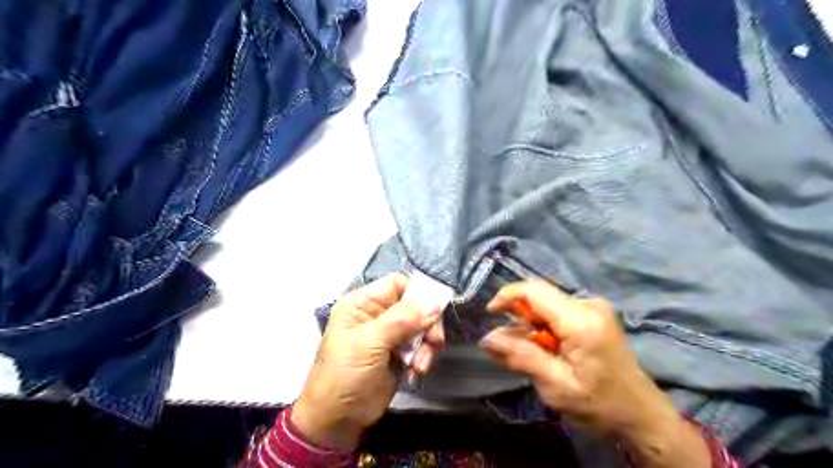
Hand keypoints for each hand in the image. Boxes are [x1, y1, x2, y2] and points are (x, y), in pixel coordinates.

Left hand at [293, 274, 444, 449]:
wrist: (336, 420)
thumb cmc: (344, 374)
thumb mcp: (370, 342)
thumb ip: (402, 319)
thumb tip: (435, 302)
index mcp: (363, 303)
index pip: (397, 284)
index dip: (417, 293)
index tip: (434, 310)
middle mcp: (377, 314)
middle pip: (414, 306)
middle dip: (426, 324)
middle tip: (435, 341)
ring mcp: (389, 335)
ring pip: (421, 327)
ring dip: (426, 345)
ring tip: (420, 365)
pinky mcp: (398, 354)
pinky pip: (420, 346)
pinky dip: (423, 358)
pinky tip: (415, 373)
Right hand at [482, 281, 707, 467]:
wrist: (642, 415)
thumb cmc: (600, 404)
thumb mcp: (555, 386)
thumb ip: (520, 357)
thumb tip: (486, 338)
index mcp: (580, 320)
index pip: (533, 290)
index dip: (506, 296)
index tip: (491, 314)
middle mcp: (588, 304)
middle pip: (539, 295)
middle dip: (520, 317)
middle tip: (517, 348)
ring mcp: (594, 307)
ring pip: (547, 303)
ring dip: (533, 324)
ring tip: (539, 354)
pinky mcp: (595, 313)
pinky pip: (558, 310)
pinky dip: (546, 326)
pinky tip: (552, 349)